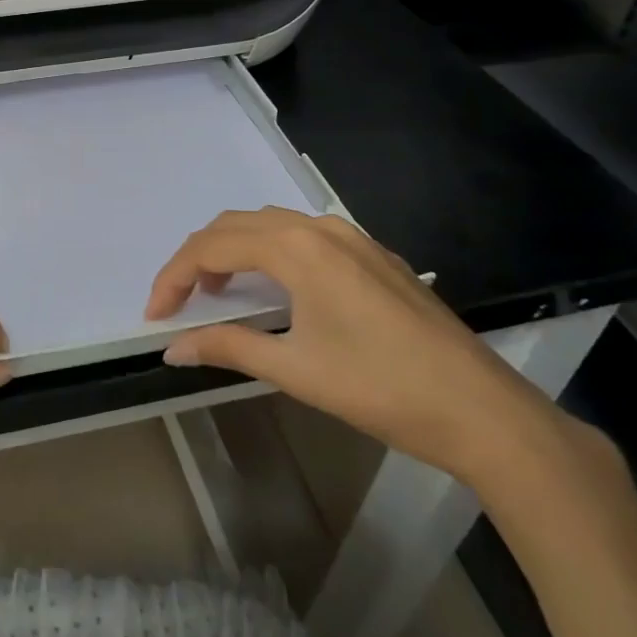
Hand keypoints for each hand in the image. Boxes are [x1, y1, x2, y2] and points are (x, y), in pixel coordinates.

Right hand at [146, 207, 573, 489]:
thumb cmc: (380, 388)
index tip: (154, 315)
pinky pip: (303, 236)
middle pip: (236, 225)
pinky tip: (274, 289)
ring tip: (219, 292)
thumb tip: (171, 349)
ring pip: (270, 225)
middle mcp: (319, 227)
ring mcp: (351, 237)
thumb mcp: (294, 370)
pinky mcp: (373, 255)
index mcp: (296, 247)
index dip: (174, 277)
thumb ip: (227, 347)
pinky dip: (270, 252)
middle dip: (198, 259)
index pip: (212, 247)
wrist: (482, 410)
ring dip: (234, 250)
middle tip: (179, 302)